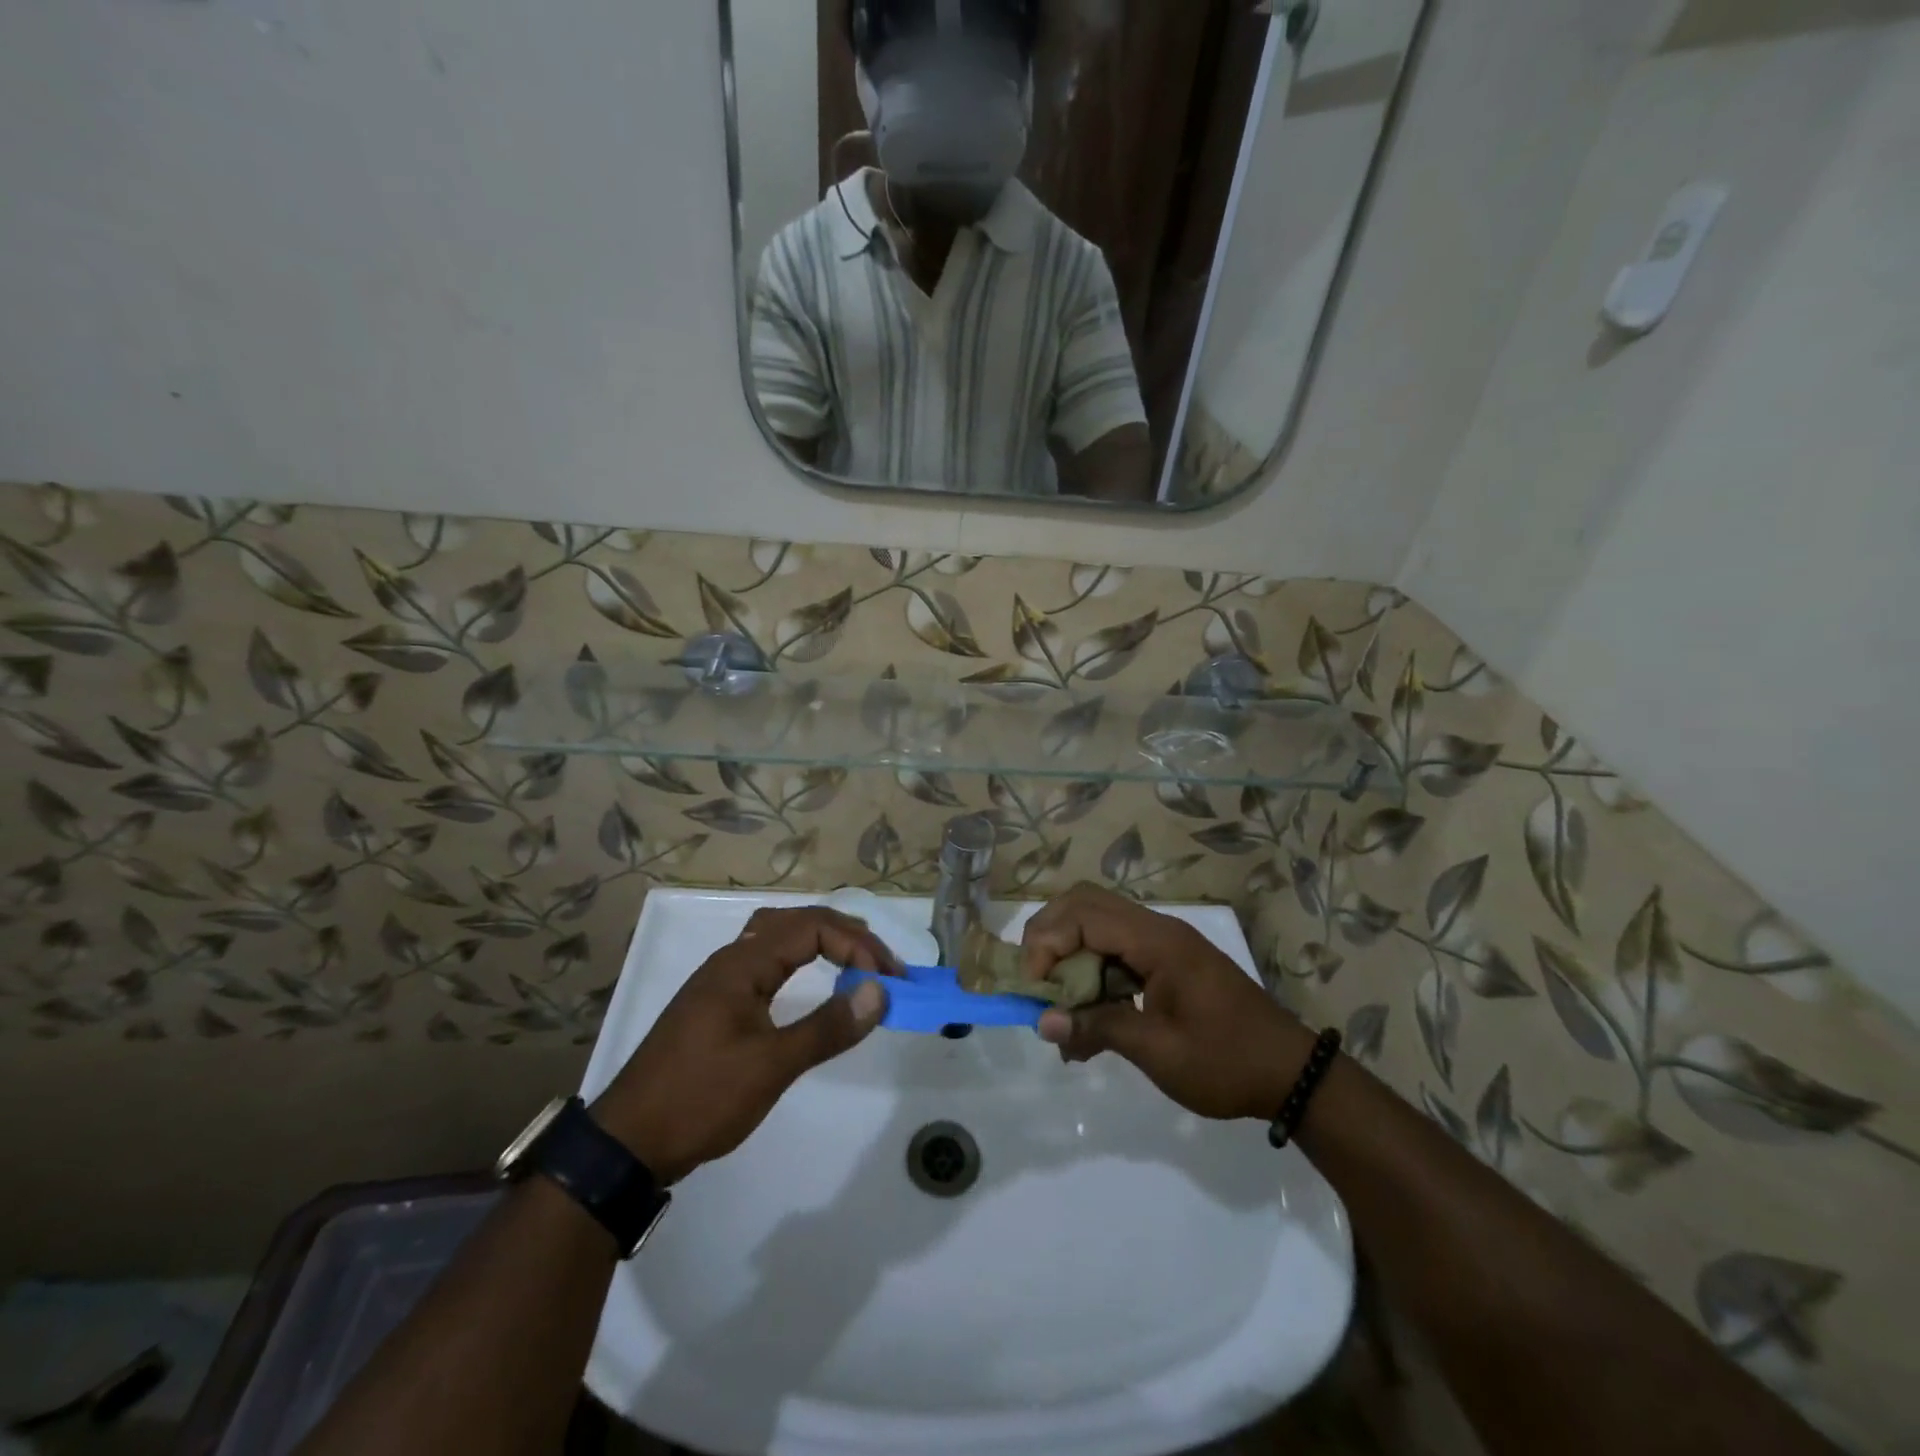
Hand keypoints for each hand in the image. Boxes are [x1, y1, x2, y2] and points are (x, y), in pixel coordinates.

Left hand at [593, 906, 899, 1182]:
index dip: (857, 946)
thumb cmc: (700, 1098)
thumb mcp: (771, 1067)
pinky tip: (809, 982)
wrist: (627, 1144)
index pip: (812, 929)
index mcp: (742, 964)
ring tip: (856, 961)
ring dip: (821, 942)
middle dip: (846, 937)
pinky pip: (766, 962)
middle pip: (796, 923)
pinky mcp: (716, 1005)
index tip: (889, 980)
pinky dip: (799, 960)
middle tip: (883, 965)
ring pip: (778, 938)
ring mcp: (720, 982)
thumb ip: (827, 1027)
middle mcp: (730, 961)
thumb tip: (880, 991)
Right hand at [1021, 883, 1312, 1120]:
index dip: (1047, 944)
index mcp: (1157, 942)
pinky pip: (1115, 951)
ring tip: (1058, 1008)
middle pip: (1085, 904)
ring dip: (1068, 956)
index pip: (1083, 917)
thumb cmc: (1226, 1062)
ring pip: (1097, 924)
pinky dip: (1091, 974)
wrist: (1292, 1075)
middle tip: (1035, 982)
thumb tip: (1044, 1022)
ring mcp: (1163, 944)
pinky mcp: (1166, 962)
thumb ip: (1099, 1028)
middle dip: (1049, 936)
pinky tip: (1087, 1022)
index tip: (1033, 989)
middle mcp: (1157, 929)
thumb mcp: (1159, 1052)